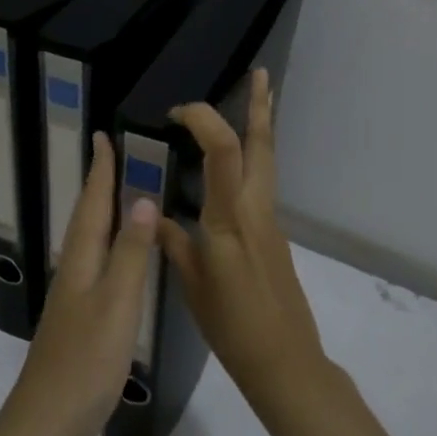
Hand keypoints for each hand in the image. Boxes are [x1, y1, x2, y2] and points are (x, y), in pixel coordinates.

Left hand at [1, 133, 156, 435]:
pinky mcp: (78, 326)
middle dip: (98, 187)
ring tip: (121, 198)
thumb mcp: (117, 303)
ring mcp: (73, 302)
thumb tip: (142, 198)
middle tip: (114, 158)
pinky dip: (108, 251)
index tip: (103, 136)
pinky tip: (119, 263)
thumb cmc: (86, 362)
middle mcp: (73, 274)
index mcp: (81, 263)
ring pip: (89, 245)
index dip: (100, 171)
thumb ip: (130, 253)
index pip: (92, 205)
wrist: (47, 427)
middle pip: (86, 220)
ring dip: (102, 216)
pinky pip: (96, 271)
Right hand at [159, 69, 327, 418]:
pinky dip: (252, 161)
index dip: (204, 120)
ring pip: (267, 162)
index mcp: (230, 219)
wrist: (285, 361)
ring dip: (260, 128)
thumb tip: (151, 214)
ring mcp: (271, 221)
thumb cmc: (232, 327)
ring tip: (255, 102)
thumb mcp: (191, 286)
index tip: (176, 115)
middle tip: (260, 74)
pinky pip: (262, 184)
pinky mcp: (275, 235)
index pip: (224, 151)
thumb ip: (173, 243)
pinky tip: (234, 168)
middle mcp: (256, 210)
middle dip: (260, 106)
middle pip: (262, 145)